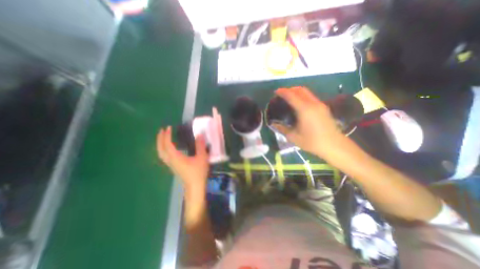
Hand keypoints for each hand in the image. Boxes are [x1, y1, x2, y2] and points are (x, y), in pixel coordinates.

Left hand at [158, 126, 210, 191]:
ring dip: (161, 144)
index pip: (167, 144)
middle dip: (160, 139)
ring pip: (161, 153)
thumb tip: (199, 135)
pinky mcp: (174, 167)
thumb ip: (200, 145)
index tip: (168, 127)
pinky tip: (170, 148)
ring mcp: (171, 165)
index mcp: (176, 157)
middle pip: (160, 149)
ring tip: (164, 138)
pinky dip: (164, 149)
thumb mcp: (202, 157)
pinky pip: (165, 156)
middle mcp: (170, 160)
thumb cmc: (198, 172)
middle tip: (162, 131)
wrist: (195, 186)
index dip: (167, 135)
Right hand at [270, 86, 344, 157]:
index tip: (276, 91)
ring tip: (289, 98)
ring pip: (307, 92)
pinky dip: (303, 97)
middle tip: (282, 94)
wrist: (334, 145)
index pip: (291, 95)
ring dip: (297, 92)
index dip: (283, 92)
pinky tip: (299, 105)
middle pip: (300, 90)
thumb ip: (282, 129)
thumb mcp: (293, 137)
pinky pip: (311, 97)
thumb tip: (274, 124)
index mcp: (304, 109)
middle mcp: (313, 104)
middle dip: (290, 89)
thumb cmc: (312, 142)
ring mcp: (320, 105)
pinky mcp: (324, 108)